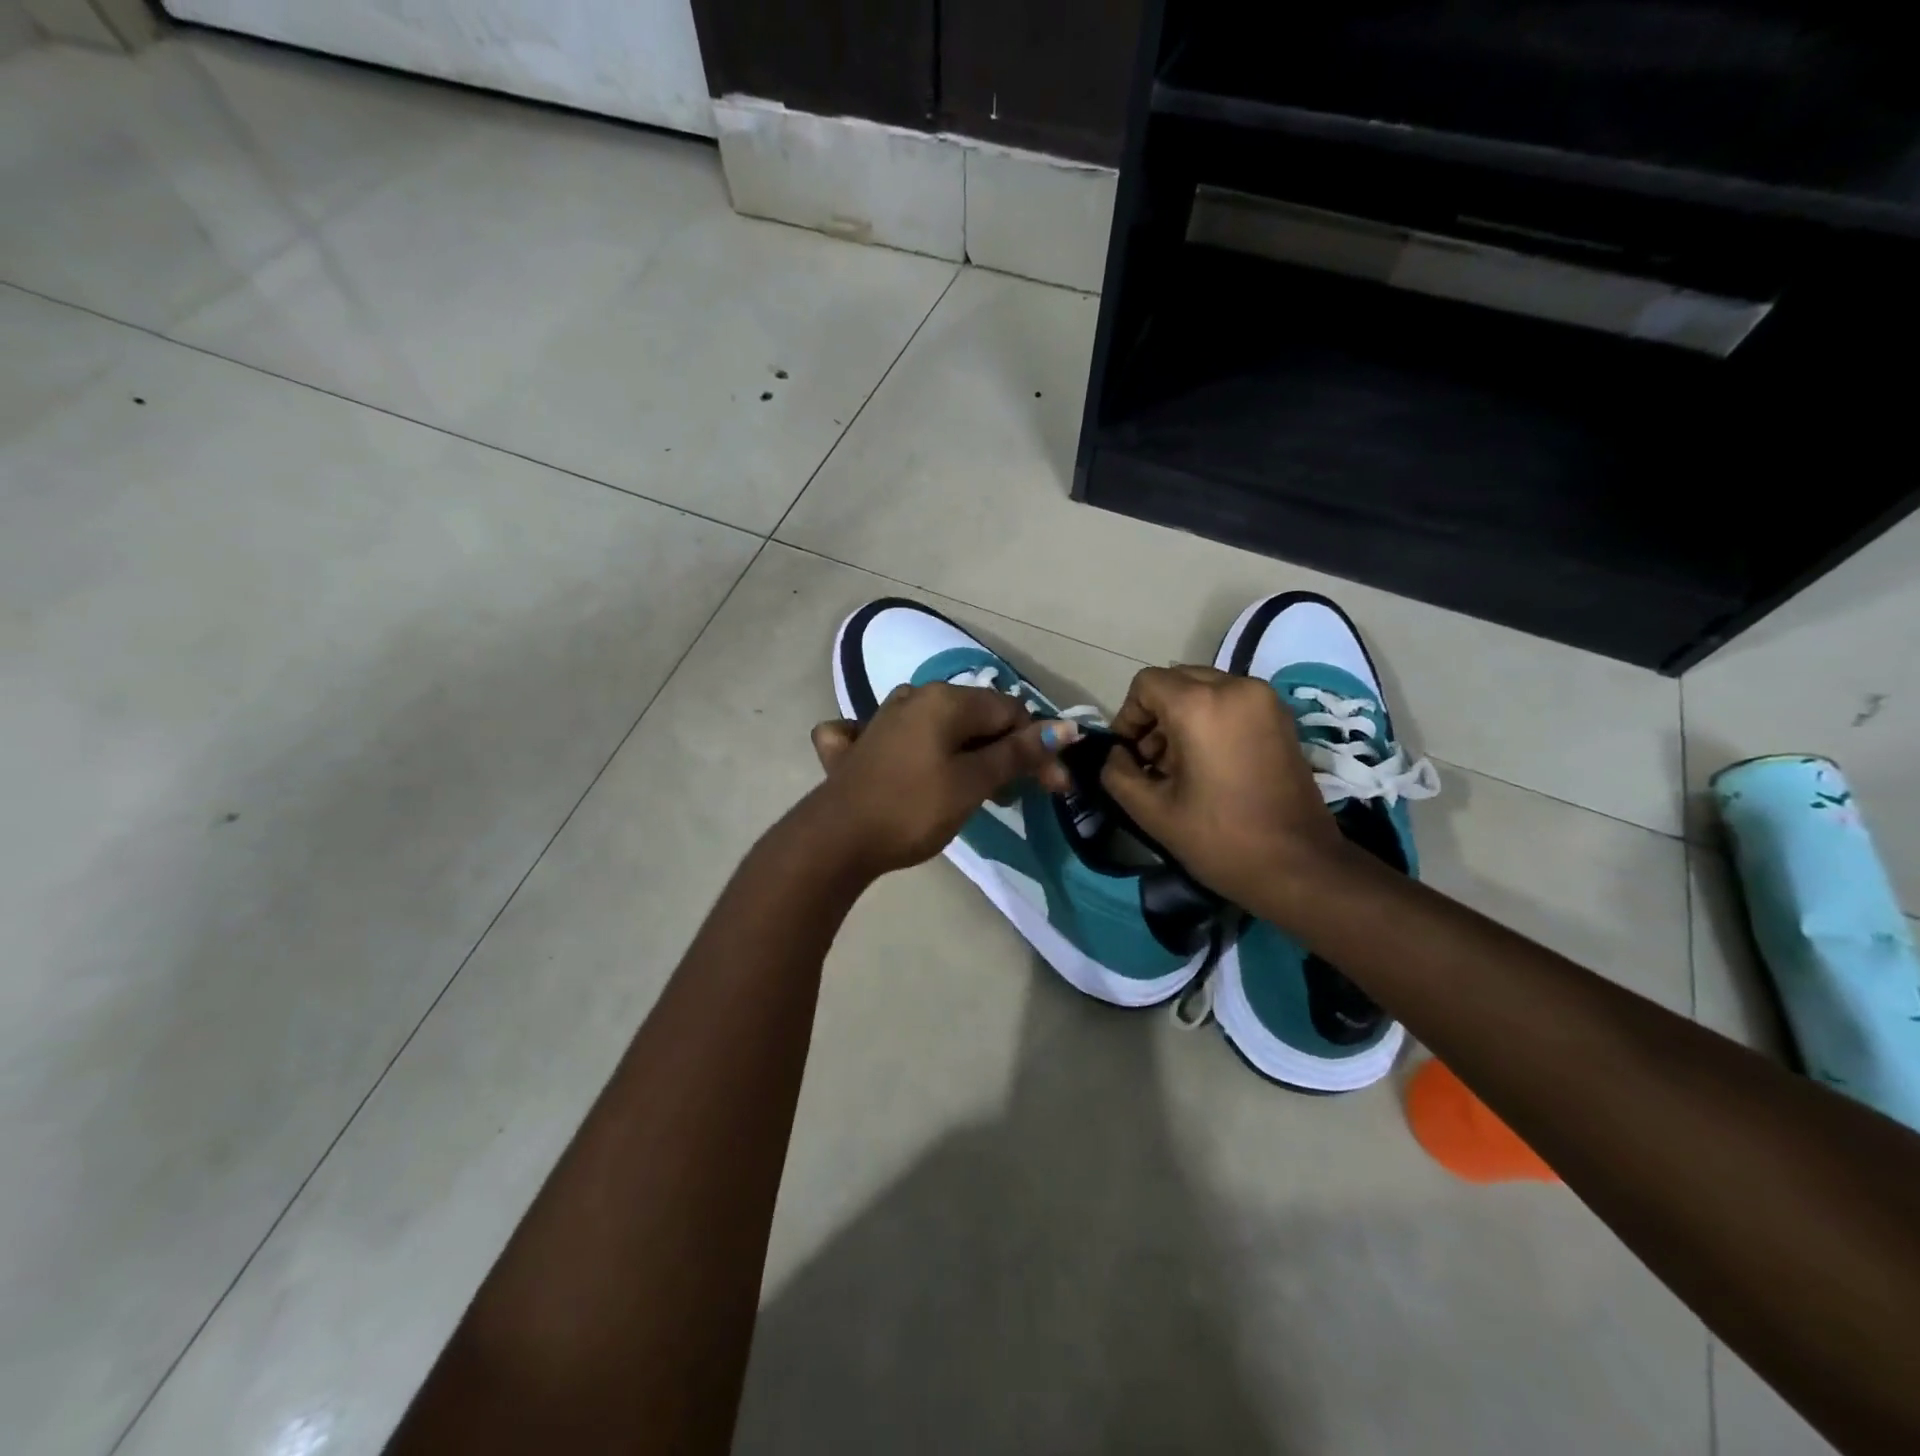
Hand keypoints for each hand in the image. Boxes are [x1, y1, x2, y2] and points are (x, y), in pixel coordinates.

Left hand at [806, 684, 1078, 876]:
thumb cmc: (913, 809)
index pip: (1010, 711)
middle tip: (1016, 797)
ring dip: (968, 755)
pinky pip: (900, 738)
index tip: (1053, 788)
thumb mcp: (973, 782)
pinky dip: (918, 752)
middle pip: (977, 717)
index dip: (1038, 747)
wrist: (836, 840)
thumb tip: (1065, 727)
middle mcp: (915, 697)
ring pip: (942, 728)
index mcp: (945, 700)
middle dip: (1005, 753)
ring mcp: (883, 718)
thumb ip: (1017, 753)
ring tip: (979, 794)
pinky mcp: (861, 744)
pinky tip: (911, 766)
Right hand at [1099, 665, 1337, 909]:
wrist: (1299, 867)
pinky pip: (1231, 701)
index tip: (1128, 754)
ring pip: (1204, 689)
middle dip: (1154, 715)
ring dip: (1181, 717)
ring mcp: (1264, 700)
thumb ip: (1118, 773)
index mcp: (1201, 705)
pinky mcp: (1281, 717)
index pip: (1146, 684)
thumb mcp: (1152, 812)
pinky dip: (1210, 719)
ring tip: (1179, 766)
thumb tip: (1117, 755)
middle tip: (1151, 761)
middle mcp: (1235, 688)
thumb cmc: (1221, 839)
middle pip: (1176, 681)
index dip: (1127, 716)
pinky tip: (1208, 763)